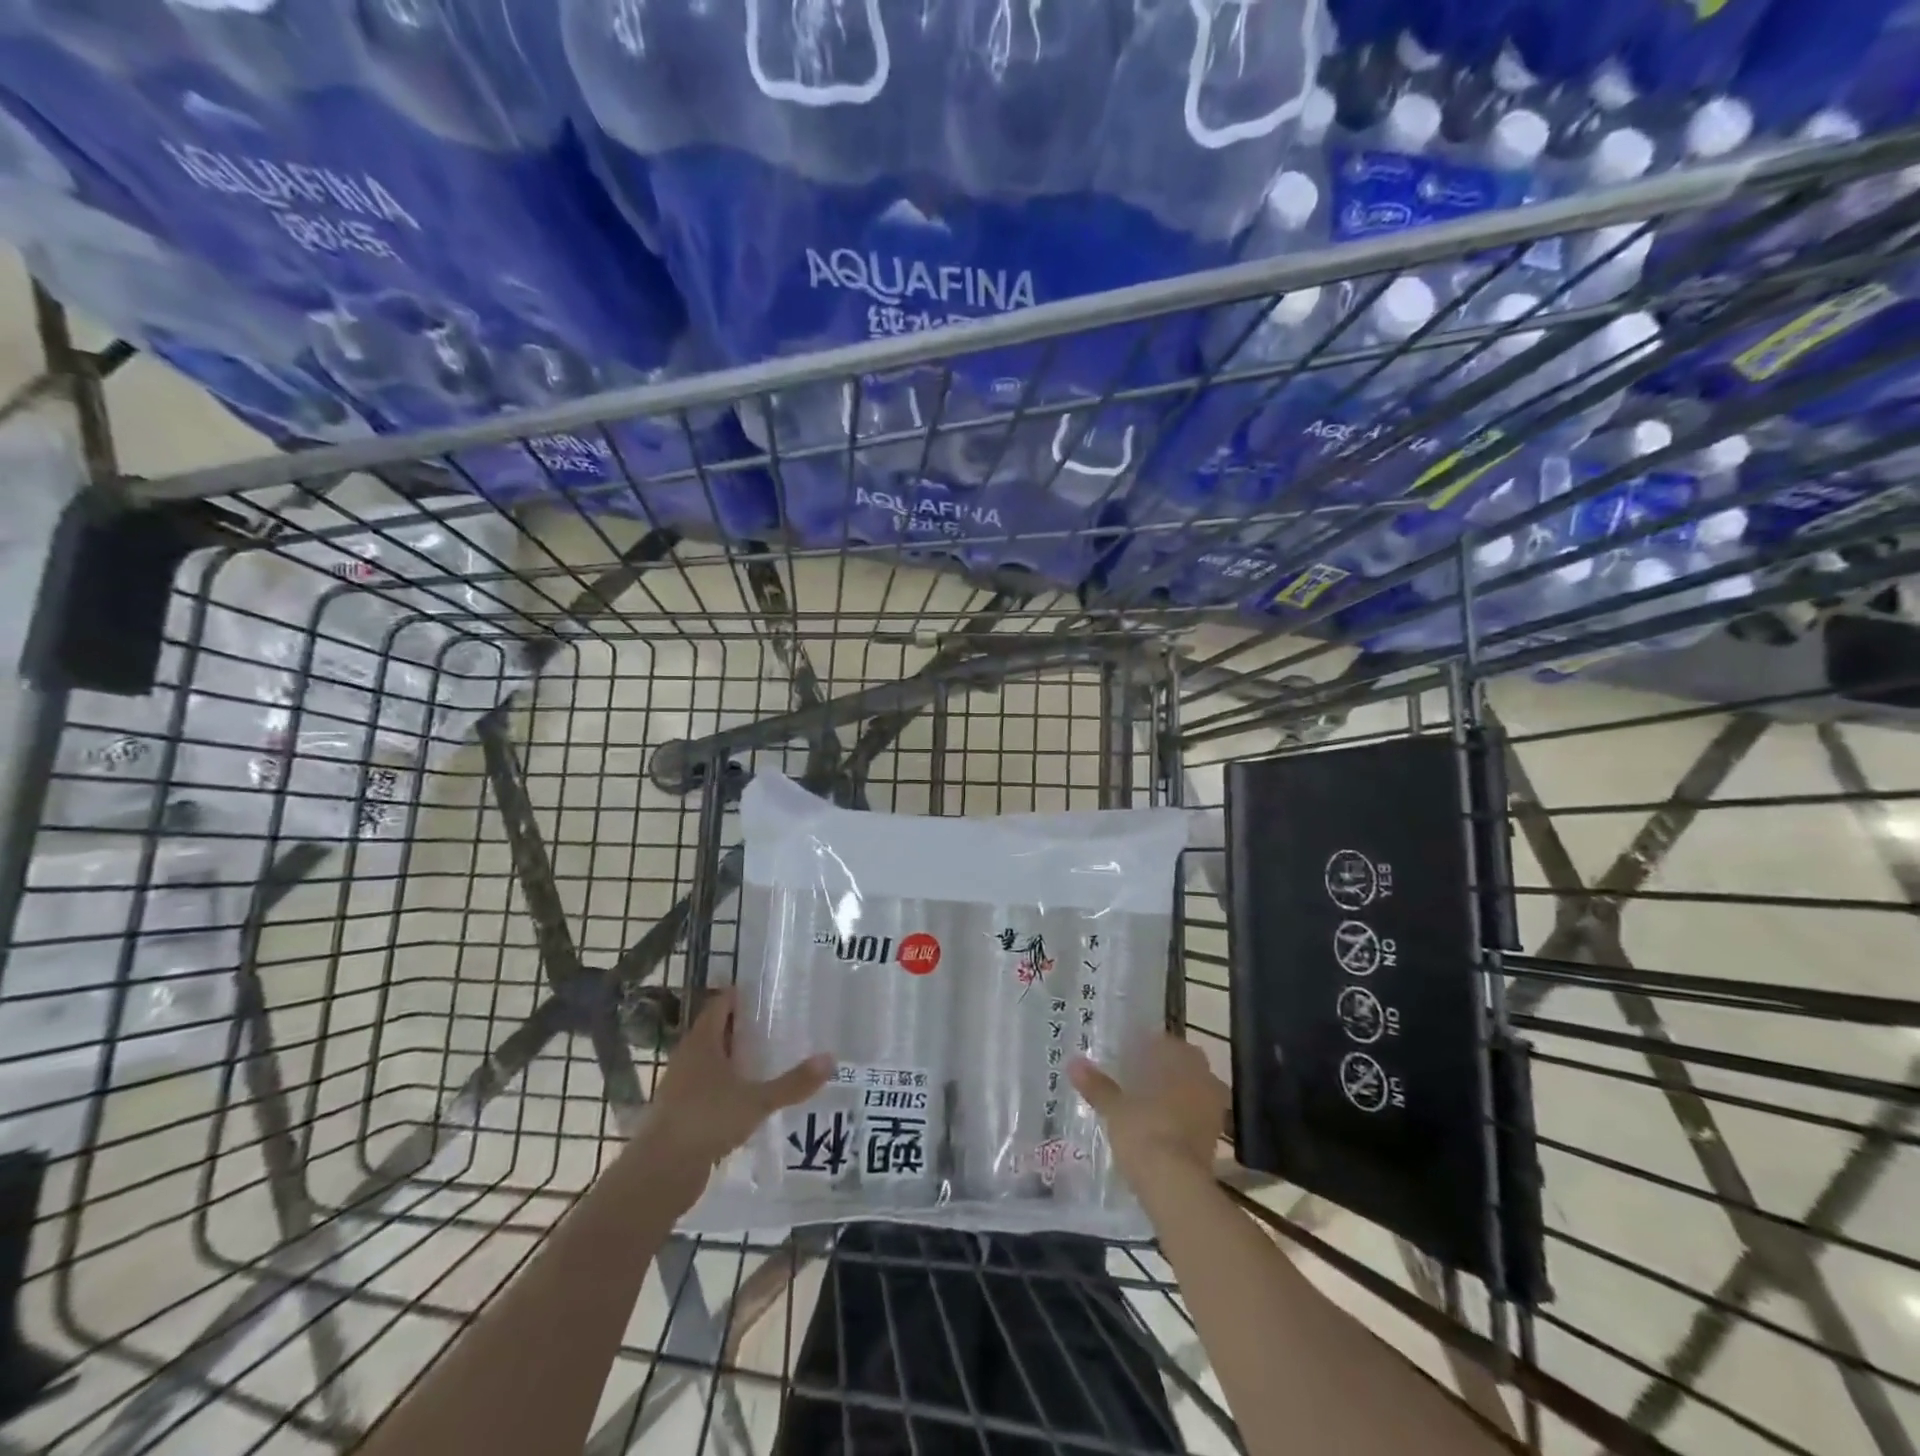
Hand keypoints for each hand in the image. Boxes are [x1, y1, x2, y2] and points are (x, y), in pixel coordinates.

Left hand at [645, 989, 833, 1179]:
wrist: (660, 1173)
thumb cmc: (707, 1121)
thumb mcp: (757, 1100)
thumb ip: (793, 1082)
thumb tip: (830, 1059)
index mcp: (702, 1042)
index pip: (721, 1004)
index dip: (742, 996)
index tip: (770, 994)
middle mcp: (688, 1057)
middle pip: (717, 1030)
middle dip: (745, 1026)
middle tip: (780, 1024)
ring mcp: (681, 1085)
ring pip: (712, 1060)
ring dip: (737, 1057)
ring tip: (771, 1058)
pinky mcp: (681, 1112)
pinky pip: (709, 1086)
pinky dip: (729, 1084)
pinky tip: (752, 1096)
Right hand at [1070, 1035, 1227, 1181]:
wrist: (1175, 1184)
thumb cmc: (1144, 1131)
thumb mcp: (1114, 1107)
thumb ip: (1097, 1085)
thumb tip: (1074, 1063)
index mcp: (1181, 1059)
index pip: (1164, 1042)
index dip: (1145, 1047)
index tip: (1125, 1055)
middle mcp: (1203, 1077)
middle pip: (1180, 1065)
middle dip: (1160, 1070)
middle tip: (1132, 1077)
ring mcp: (1213, 1108)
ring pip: (1190, 1090)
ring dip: (1172, 1093)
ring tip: (1144, 1103)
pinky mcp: (1214, 1138)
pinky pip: (1194, 1115)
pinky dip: (1179, 1117)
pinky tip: (1158, 1126)